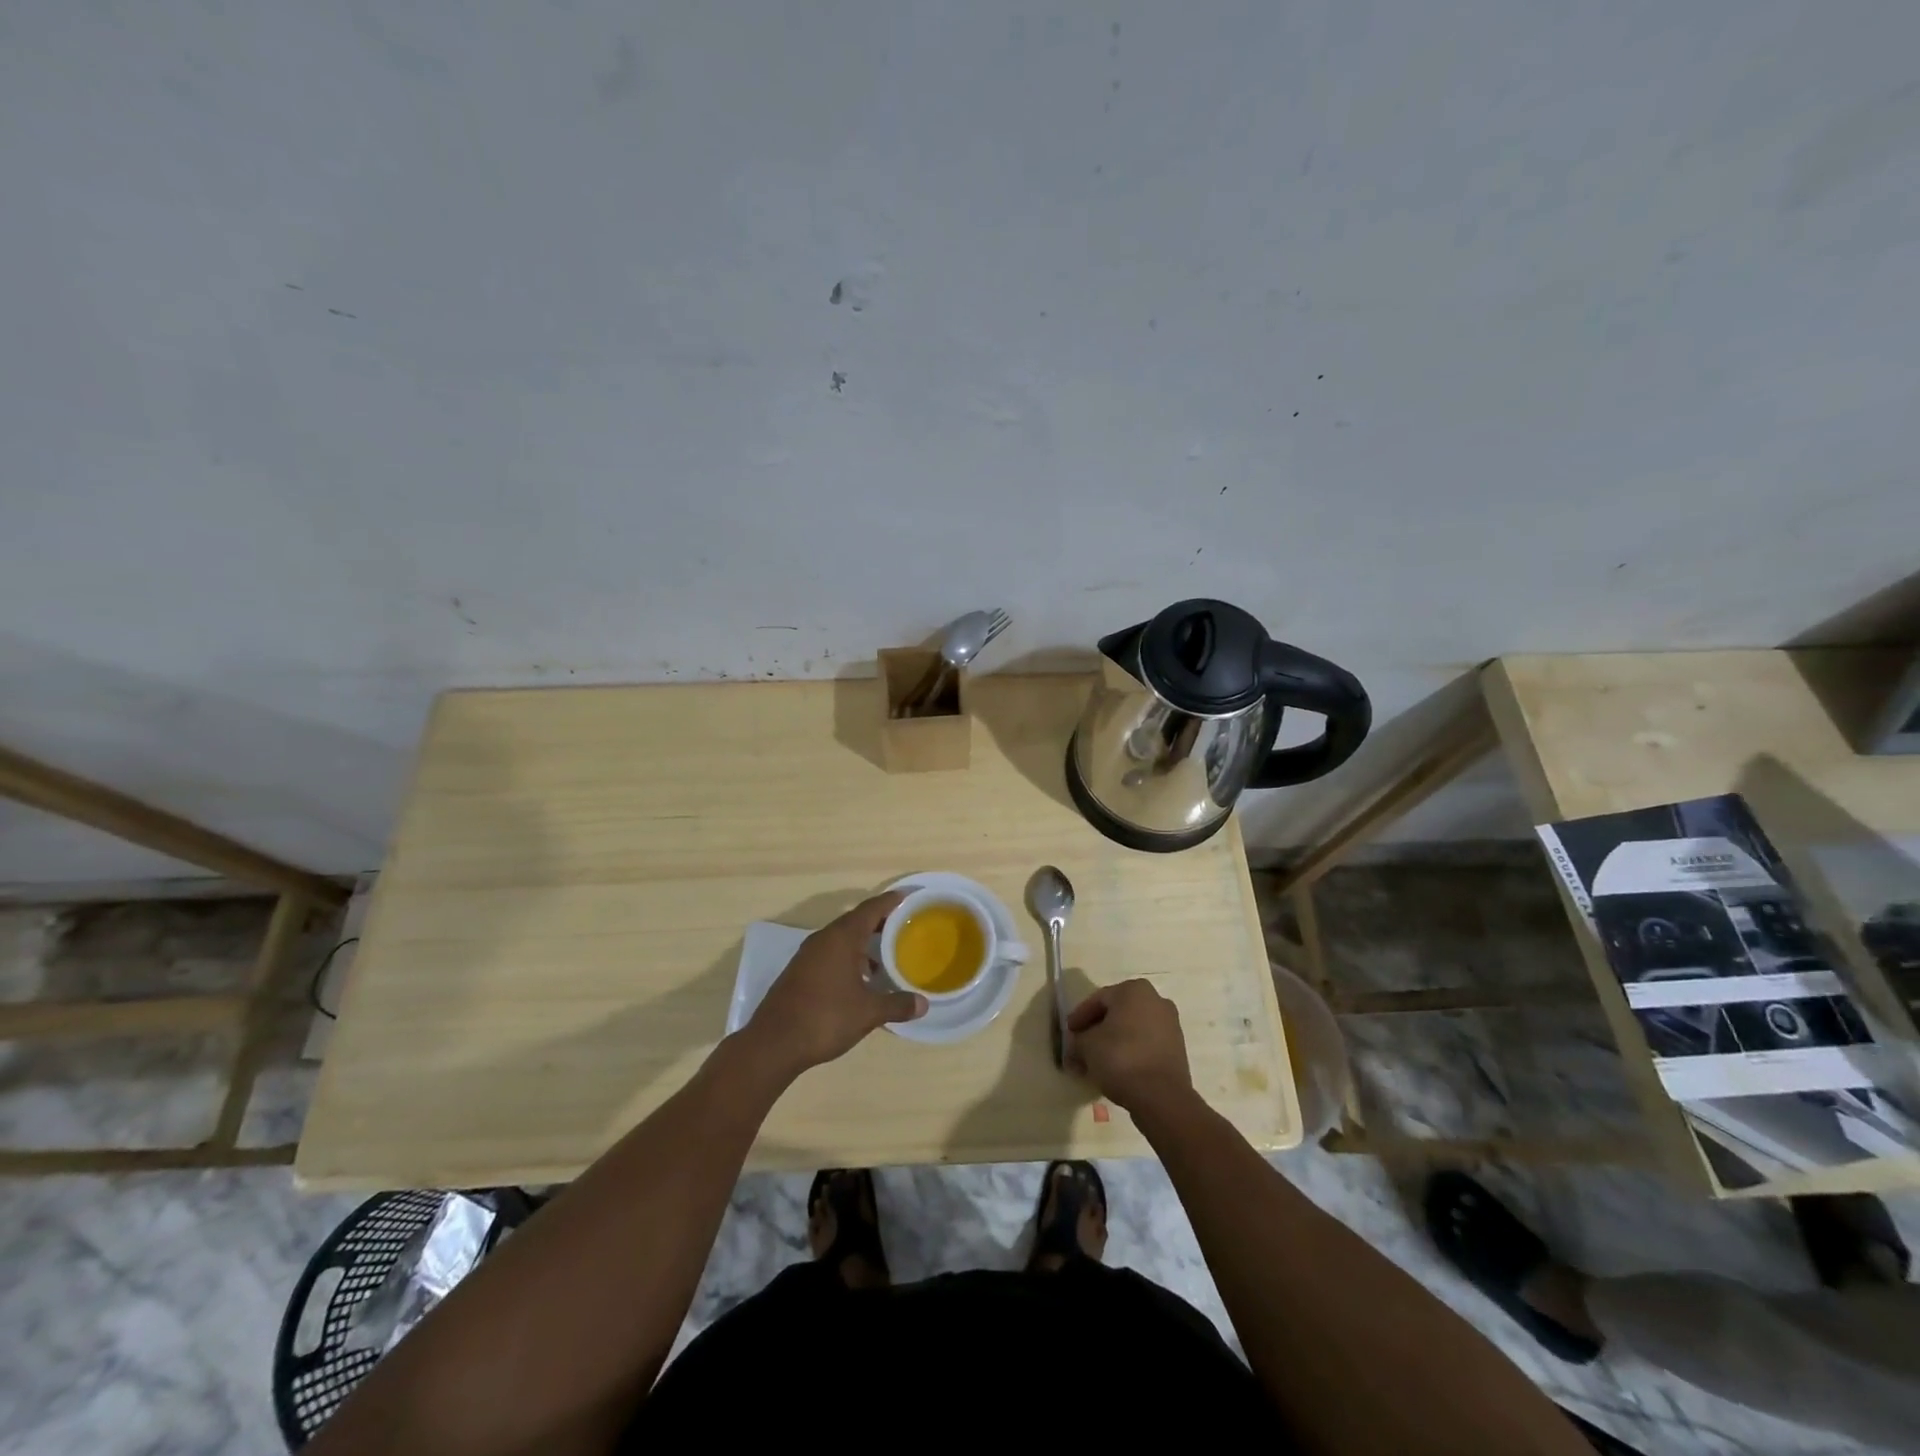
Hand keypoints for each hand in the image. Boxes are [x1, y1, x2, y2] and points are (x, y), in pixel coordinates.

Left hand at [743, 892, 924, 1076]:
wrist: (773, 1043)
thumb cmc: (825, 1018)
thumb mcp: (867, 1013)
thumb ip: (897, 1004)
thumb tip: (923, 1004)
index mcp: (841, 938)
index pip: (871, 909)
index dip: (891, 901)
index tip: (907, 896)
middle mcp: (823, 939)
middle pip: (856, 920)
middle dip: (879, 922)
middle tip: (904, 926)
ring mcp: (808, 955)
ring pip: (841, 938)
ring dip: (863, 943)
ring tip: (886, 957)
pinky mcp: (799, 971)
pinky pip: (830, 953)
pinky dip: (849, 957)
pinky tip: (860, 979)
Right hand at [1066, 979, 1193, 1113]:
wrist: (1162, 1096)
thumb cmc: (1120, 1058)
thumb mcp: (1087, 1047)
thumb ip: (1077, 1041)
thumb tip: (1076, 1048)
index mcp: (1133, 990)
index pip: (1098, 999)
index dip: (1080, 1017)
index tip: (1069, 1033)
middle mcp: (1155, 1000)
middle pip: (1117, 1013)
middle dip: (1097, 1030)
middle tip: (1081, 1047)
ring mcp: (1170, 1024)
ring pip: (1132, 1030)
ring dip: (1113, 1043)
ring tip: (1097, 1062)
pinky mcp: (1177, 1048)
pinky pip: (1146, 1044)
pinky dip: (1130, 1052)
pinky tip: (1117, 1069)